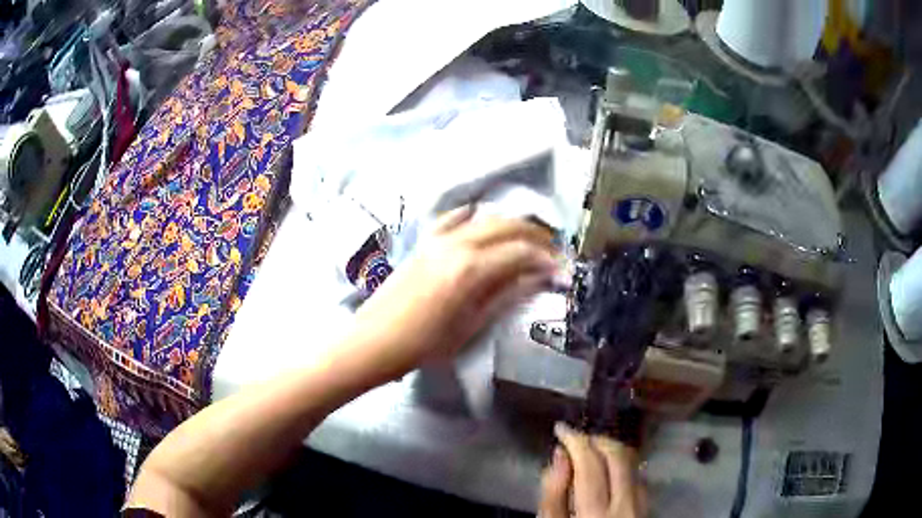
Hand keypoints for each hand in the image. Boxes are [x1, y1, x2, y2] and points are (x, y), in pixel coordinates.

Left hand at [349, 206, 558, 380]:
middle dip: (536, 236)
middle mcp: (458, 244)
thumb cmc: (424, 345)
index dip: (547, 260)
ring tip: (528, 240)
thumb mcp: (471, 326)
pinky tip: (483, 220)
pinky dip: (474, 216)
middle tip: (553, 252)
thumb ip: (506, 296)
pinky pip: (453, 218)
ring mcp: (438, 239)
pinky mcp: (424, 241)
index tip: (563, 271)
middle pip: (508, 227)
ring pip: (485, 218)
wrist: (374, 341)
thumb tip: (538, 279)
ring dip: (511, 225)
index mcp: (472, 270)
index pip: (522, 253)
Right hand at [540, 423, 646, 517]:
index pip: (590, 463)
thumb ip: (553, 495)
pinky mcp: (649, 506)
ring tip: (591, 450)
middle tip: (577, 438)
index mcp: (596, 511)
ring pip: (632, 462)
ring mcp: (642, 504)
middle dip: (597, 439)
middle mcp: (626, 504)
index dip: (575, 440)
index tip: (561, 429)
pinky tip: (609, 469)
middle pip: (618, 456)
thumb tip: (560, 454)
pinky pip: (638, 475)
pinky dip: (623, 465)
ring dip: (611, 449)